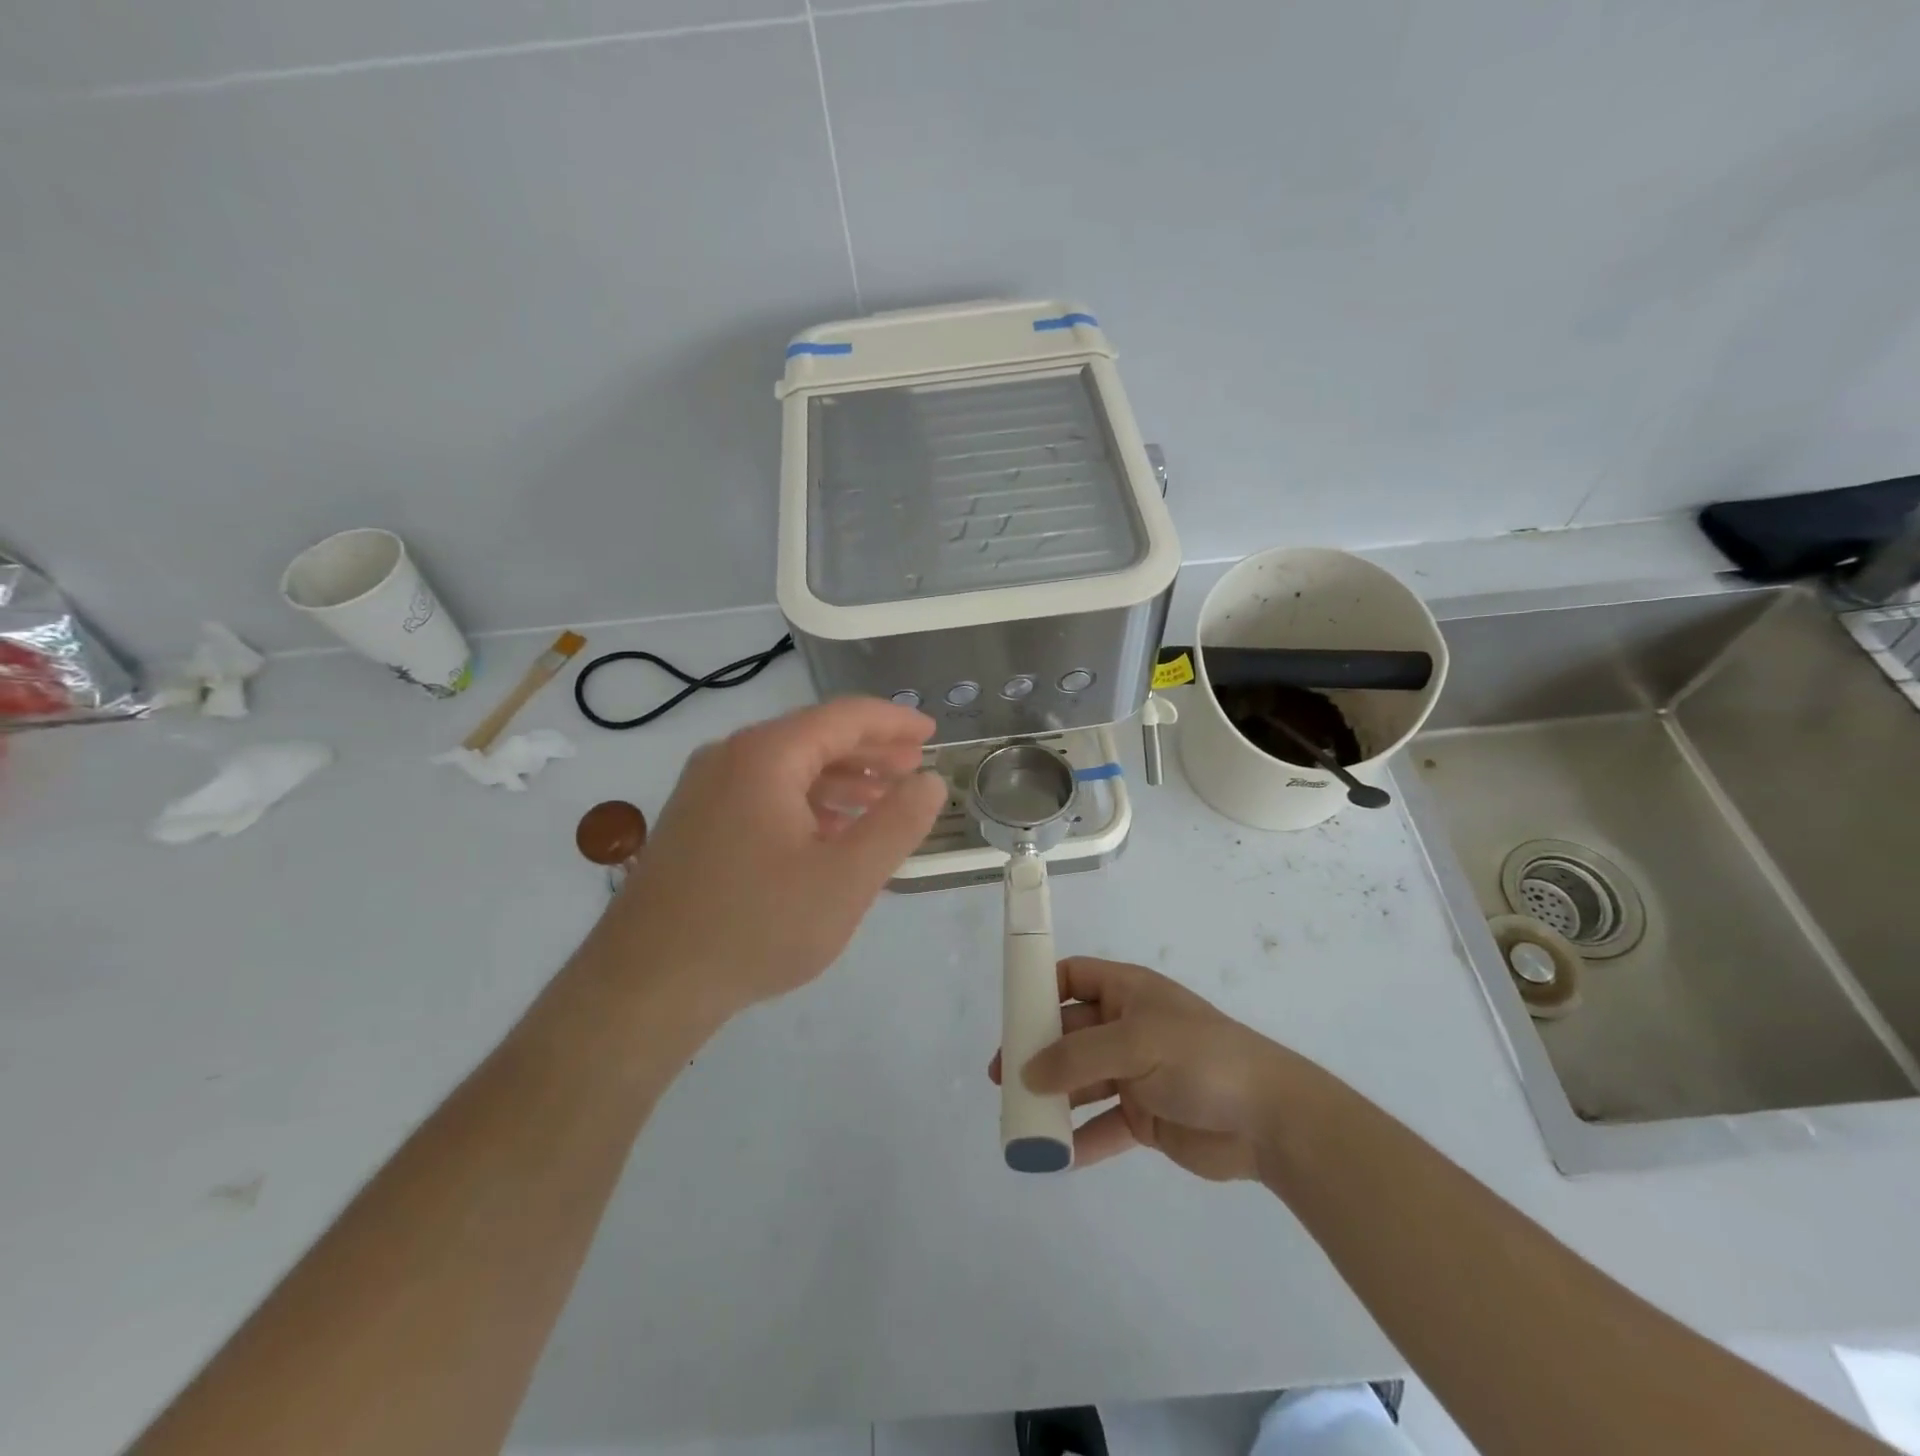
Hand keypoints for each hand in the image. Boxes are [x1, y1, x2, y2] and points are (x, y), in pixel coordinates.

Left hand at [597, 698, 946, 1016]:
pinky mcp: (695, 823)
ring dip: (841, 780)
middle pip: (814, 737)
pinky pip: (763, 795)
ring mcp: (705, 790)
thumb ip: (897, 823)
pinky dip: (806, 804)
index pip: (844, 717)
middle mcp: (730, 757)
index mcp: (766, 755)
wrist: (646, 985)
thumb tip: (930, 781)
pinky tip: (831, 833)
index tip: (932, 733)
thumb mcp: (847, 878)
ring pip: (788, 768)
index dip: (894, 722)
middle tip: (915, 767)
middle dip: (870, 752)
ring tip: (883, 801)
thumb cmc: (757, 925)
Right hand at [991, 957, 1293, 1179]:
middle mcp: (1128, 1028)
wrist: (1269, 1119)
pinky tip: (1055, 1156)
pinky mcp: (1146, 1117)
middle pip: (1070, 1033)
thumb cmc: (1199, 1059)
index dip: (1042, 989)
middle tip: (1002, 1077)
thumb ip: (1077, 1056)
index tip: (1011, 1014)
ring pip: (1082, 1081)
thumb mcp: (1135, 1043)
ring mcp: (1137, 1074)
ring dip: (1053, 1098)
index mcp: (1128, 993)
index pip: (1074, 978)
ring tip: (1020, 1118)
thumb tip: (1028, 1071)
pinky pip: (1102, 1126)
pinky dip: (1080, 1139)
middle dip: (1037, 1052)